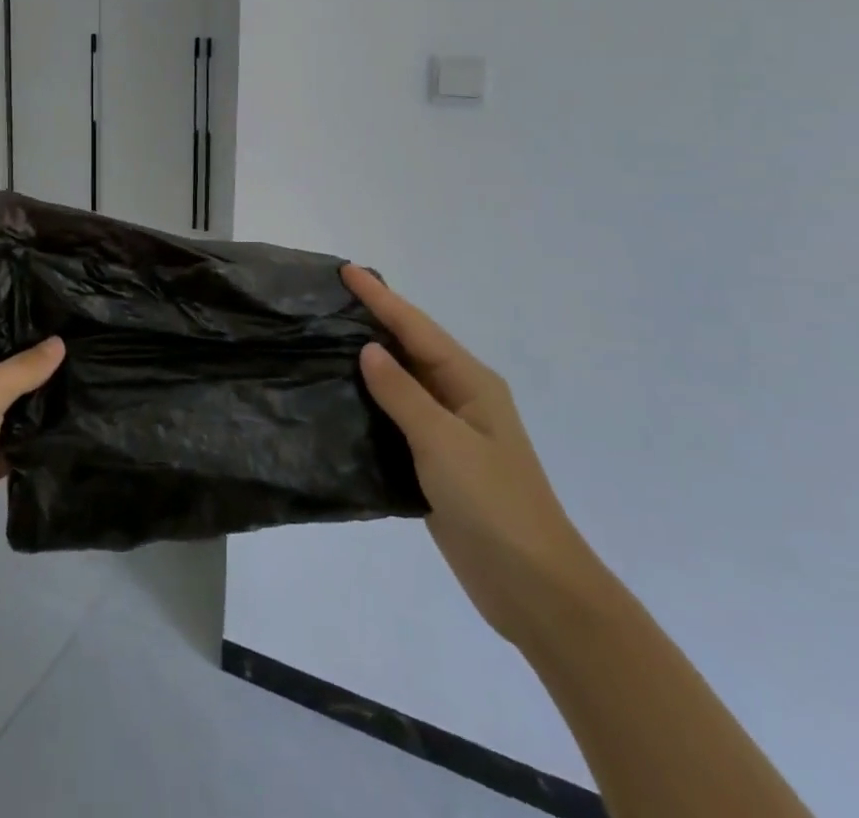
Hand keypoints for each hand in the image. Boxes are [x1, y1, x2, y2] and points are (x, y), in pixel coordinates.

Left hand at [0, 337, 64, 576]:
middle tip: (85, 345)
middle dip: (38, 363)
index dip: (19, 324)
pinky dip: (38, 437)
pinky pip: (17, 443)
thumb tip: (59, 342)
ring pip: (13, 407)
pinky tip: (76, 423)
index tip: (61, 313)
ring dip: (42, 401)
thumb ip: (23, 368)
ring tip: (89, 379)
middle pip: (3, 369)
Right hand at [346, 266, 606, 648]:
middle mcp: (460, 398)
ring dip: (367, 361)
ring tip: (324, 338)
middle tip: (328, 298)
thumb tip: (368, 349)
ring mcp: (448, 432)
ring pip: (400, 383)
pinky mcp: (434, 464)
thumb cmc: (494, 503)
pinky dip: (370, 402)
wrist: (533, 588)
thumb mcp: (444, 442)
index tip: (345, 270)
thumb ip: (402, 393)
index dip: (380, 298)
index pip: (416, 328)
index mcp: (470, 383)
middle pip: (410, 348)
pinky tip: (340, 397)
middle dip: (374, 320)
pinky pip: (396, 419)